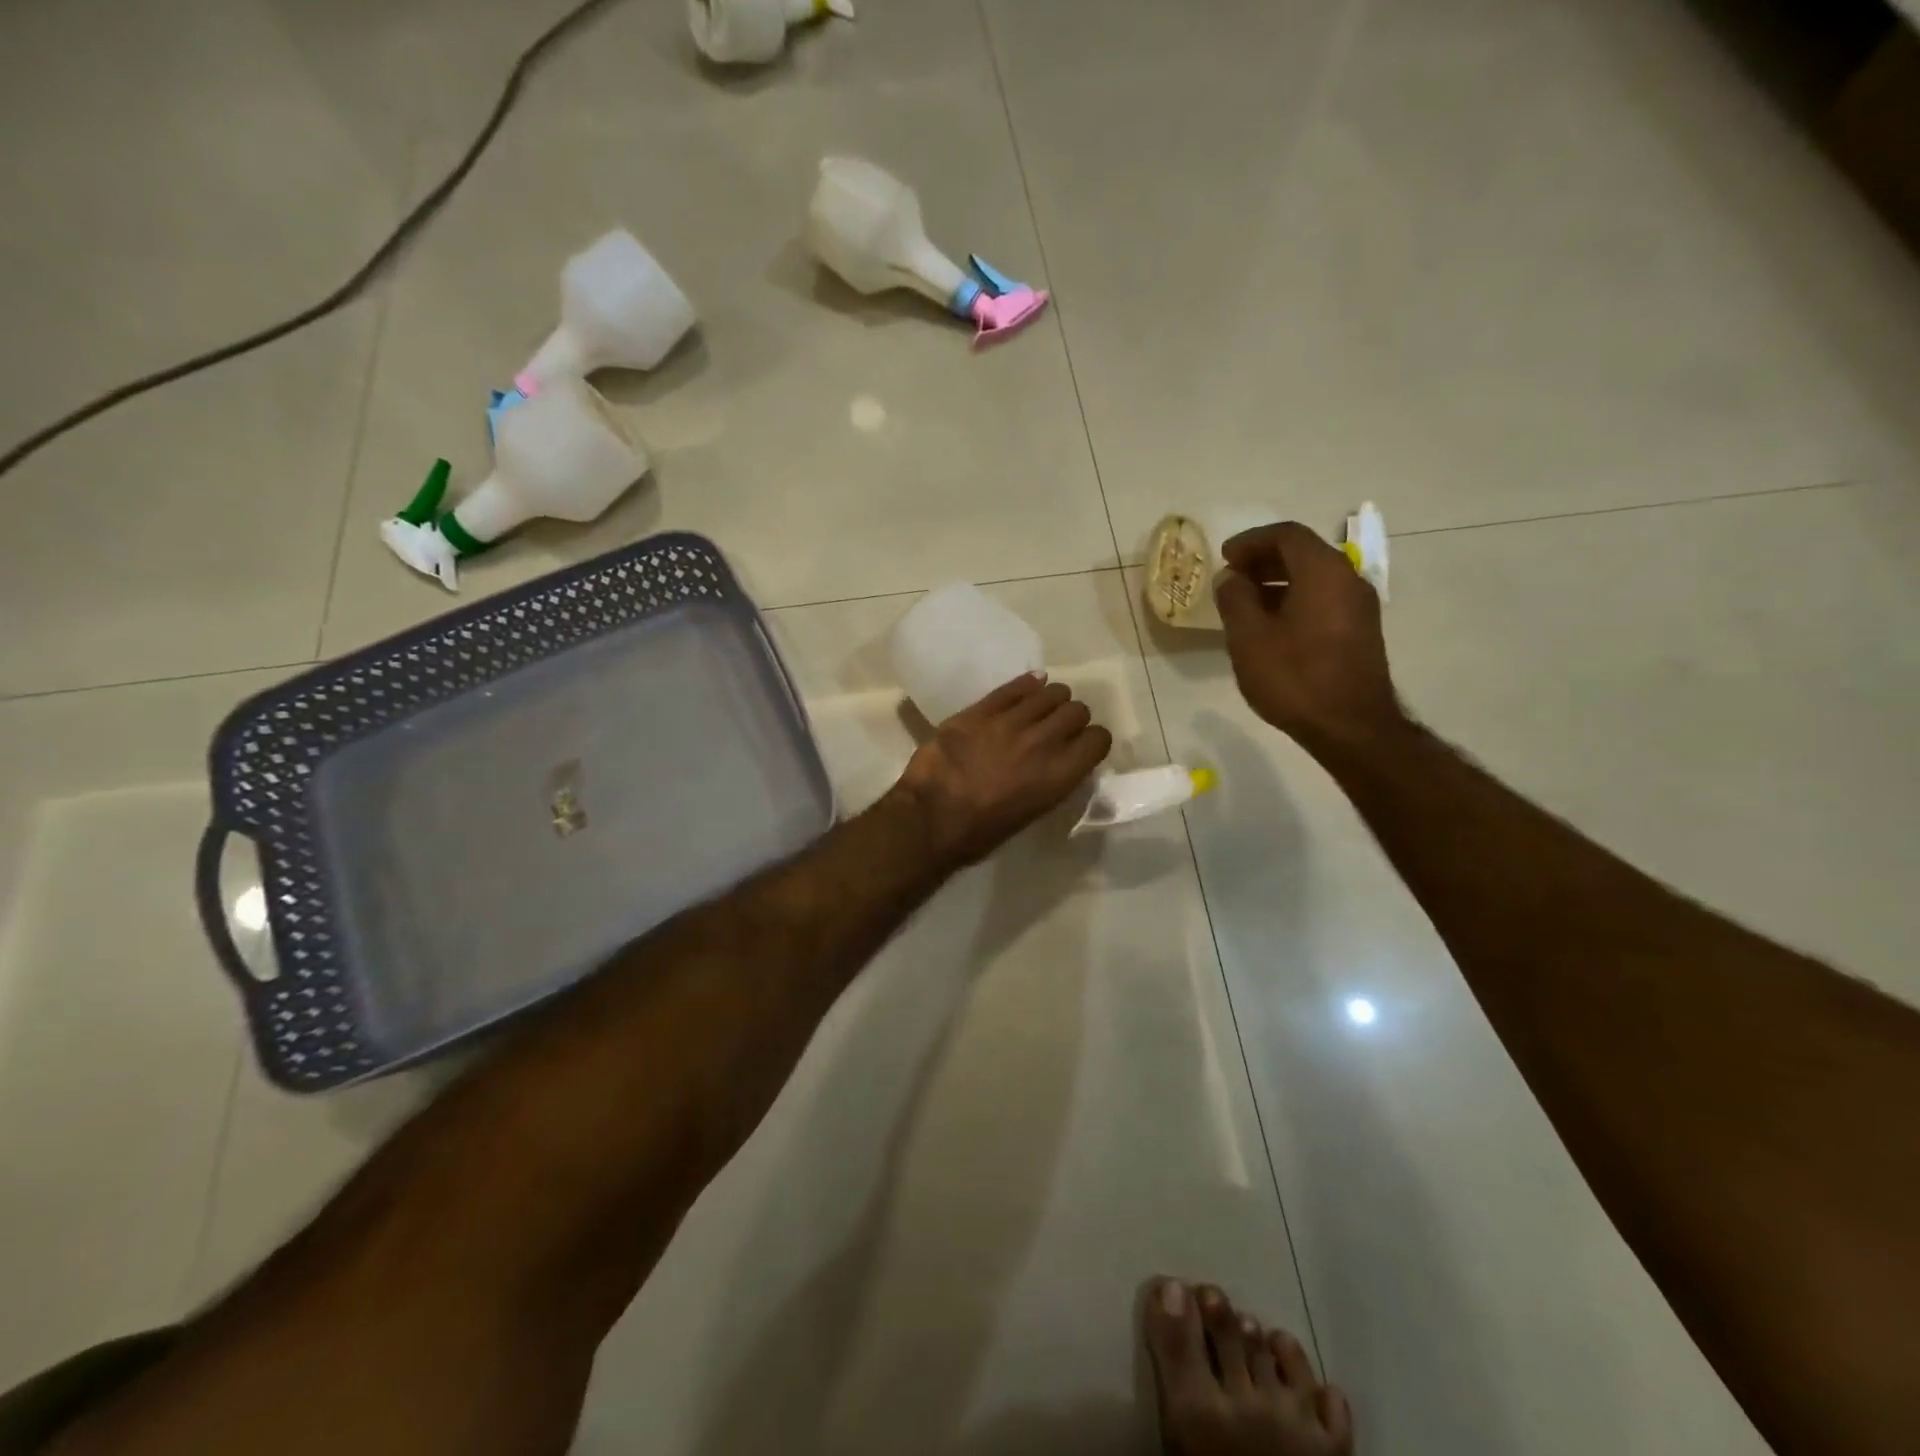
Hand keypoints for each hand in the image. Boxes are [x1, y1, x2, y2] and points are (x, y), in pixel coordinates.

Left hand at [894, 673, 1112, 864]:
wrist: (930, 819)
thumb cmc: (981, 832)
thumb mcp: (1032, 812)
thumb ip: (1053, 781)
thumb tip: (1060, 761)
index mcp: (1059, 775)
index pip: (1098, 739)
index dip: (1092, 741)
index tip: (1082, 746)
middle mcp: (1043, 742)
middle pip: (1077, 710)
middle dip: (1072, 718)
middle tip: (1059, 728)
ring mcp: (1010, 722)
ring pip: (1049, 693)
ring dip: (1051, 700)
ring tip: (1041, 709)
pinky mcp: (980, 710)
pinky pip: (1013, 688)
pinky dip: (1026, 685)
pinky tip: (1029, 686)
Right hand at [1213, 522, 1400, 752]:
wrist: (1350, 727)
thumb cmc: (1295, 677)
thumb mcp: (1249, 638)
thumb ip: (1235, 599)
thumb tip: (1231, 578)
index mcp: (1323, 572)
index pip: (1286, 535)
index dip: (1251, 540)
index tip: (1224, 556)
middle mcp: (1348, 579)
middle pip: (1304, 553)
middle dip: (1264, 559)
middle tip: (1231, 578)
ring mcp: (1359, 606)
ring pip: (1314, 577)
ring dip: (1278, 581)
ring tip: (1245, 603)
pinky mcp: (1360, 631)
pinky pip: (1324, 599)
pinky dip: (1295, 599)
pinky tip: (1271, 626)